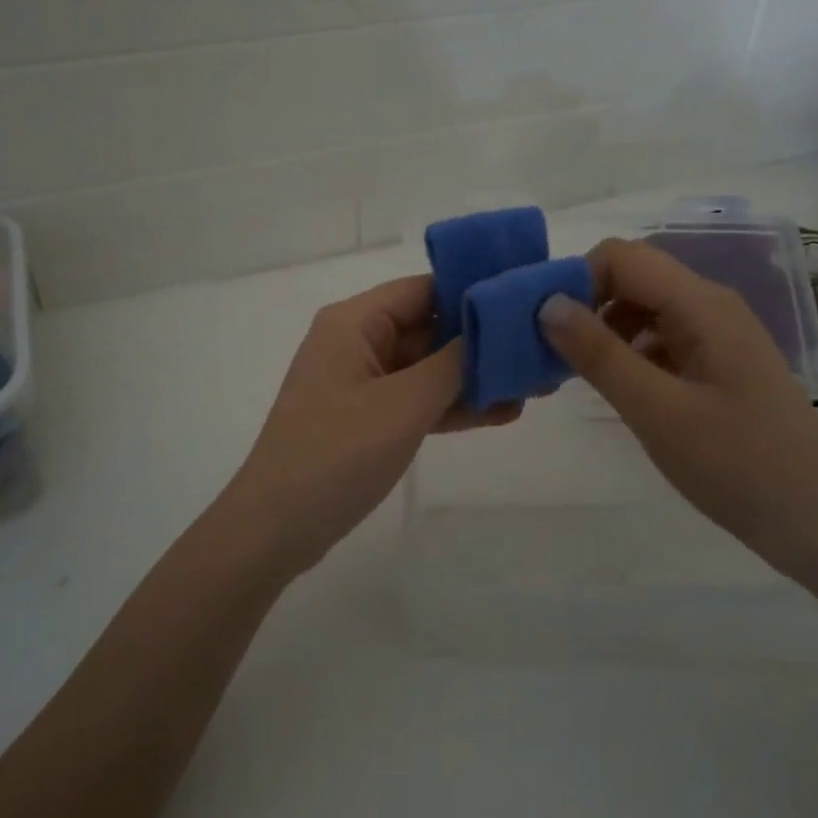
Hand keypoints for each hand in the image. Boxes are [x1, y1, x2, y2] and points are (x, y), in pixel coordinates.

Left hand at [223, 275, 519, 568]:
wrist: (277, 528)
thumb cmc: (337, 454)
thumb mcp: (403, 405)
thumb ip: (453, 363)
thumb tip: (493, 329)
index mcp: (354, 322)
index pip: (424, 289)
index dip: (474, 292)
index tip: (526, 303)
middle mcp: (356, 343)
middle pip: (428, 328)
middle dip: (481, 342)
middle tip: (541, 350)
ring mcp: (360, 383)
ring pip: (426, 368)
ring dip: (473, 379)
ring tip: (533, 386)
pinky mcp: (366, 419)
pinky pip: (416, 401)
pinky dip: (451, 406)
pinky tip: (501, 413)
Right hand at [539, 238, 817, 574]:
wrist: (815, 520)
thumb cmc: (736, 465)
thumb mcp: (656, 411)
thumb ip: (599, 354)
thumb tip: (547, 304)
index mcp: (701, 305)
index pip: (622, 257)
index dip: (576, 280)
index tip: (544, 328)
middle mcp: (710, 306)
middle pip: (633, 278)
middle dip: (586, 305)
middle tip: (553, 354)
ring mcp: (718, 335)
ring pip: (644, 309)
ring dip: (604, 330)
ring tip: (576, 375)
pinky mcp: (718, 363)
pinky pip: (662, 338)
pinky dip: (629, 352)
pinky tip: (616, 388)